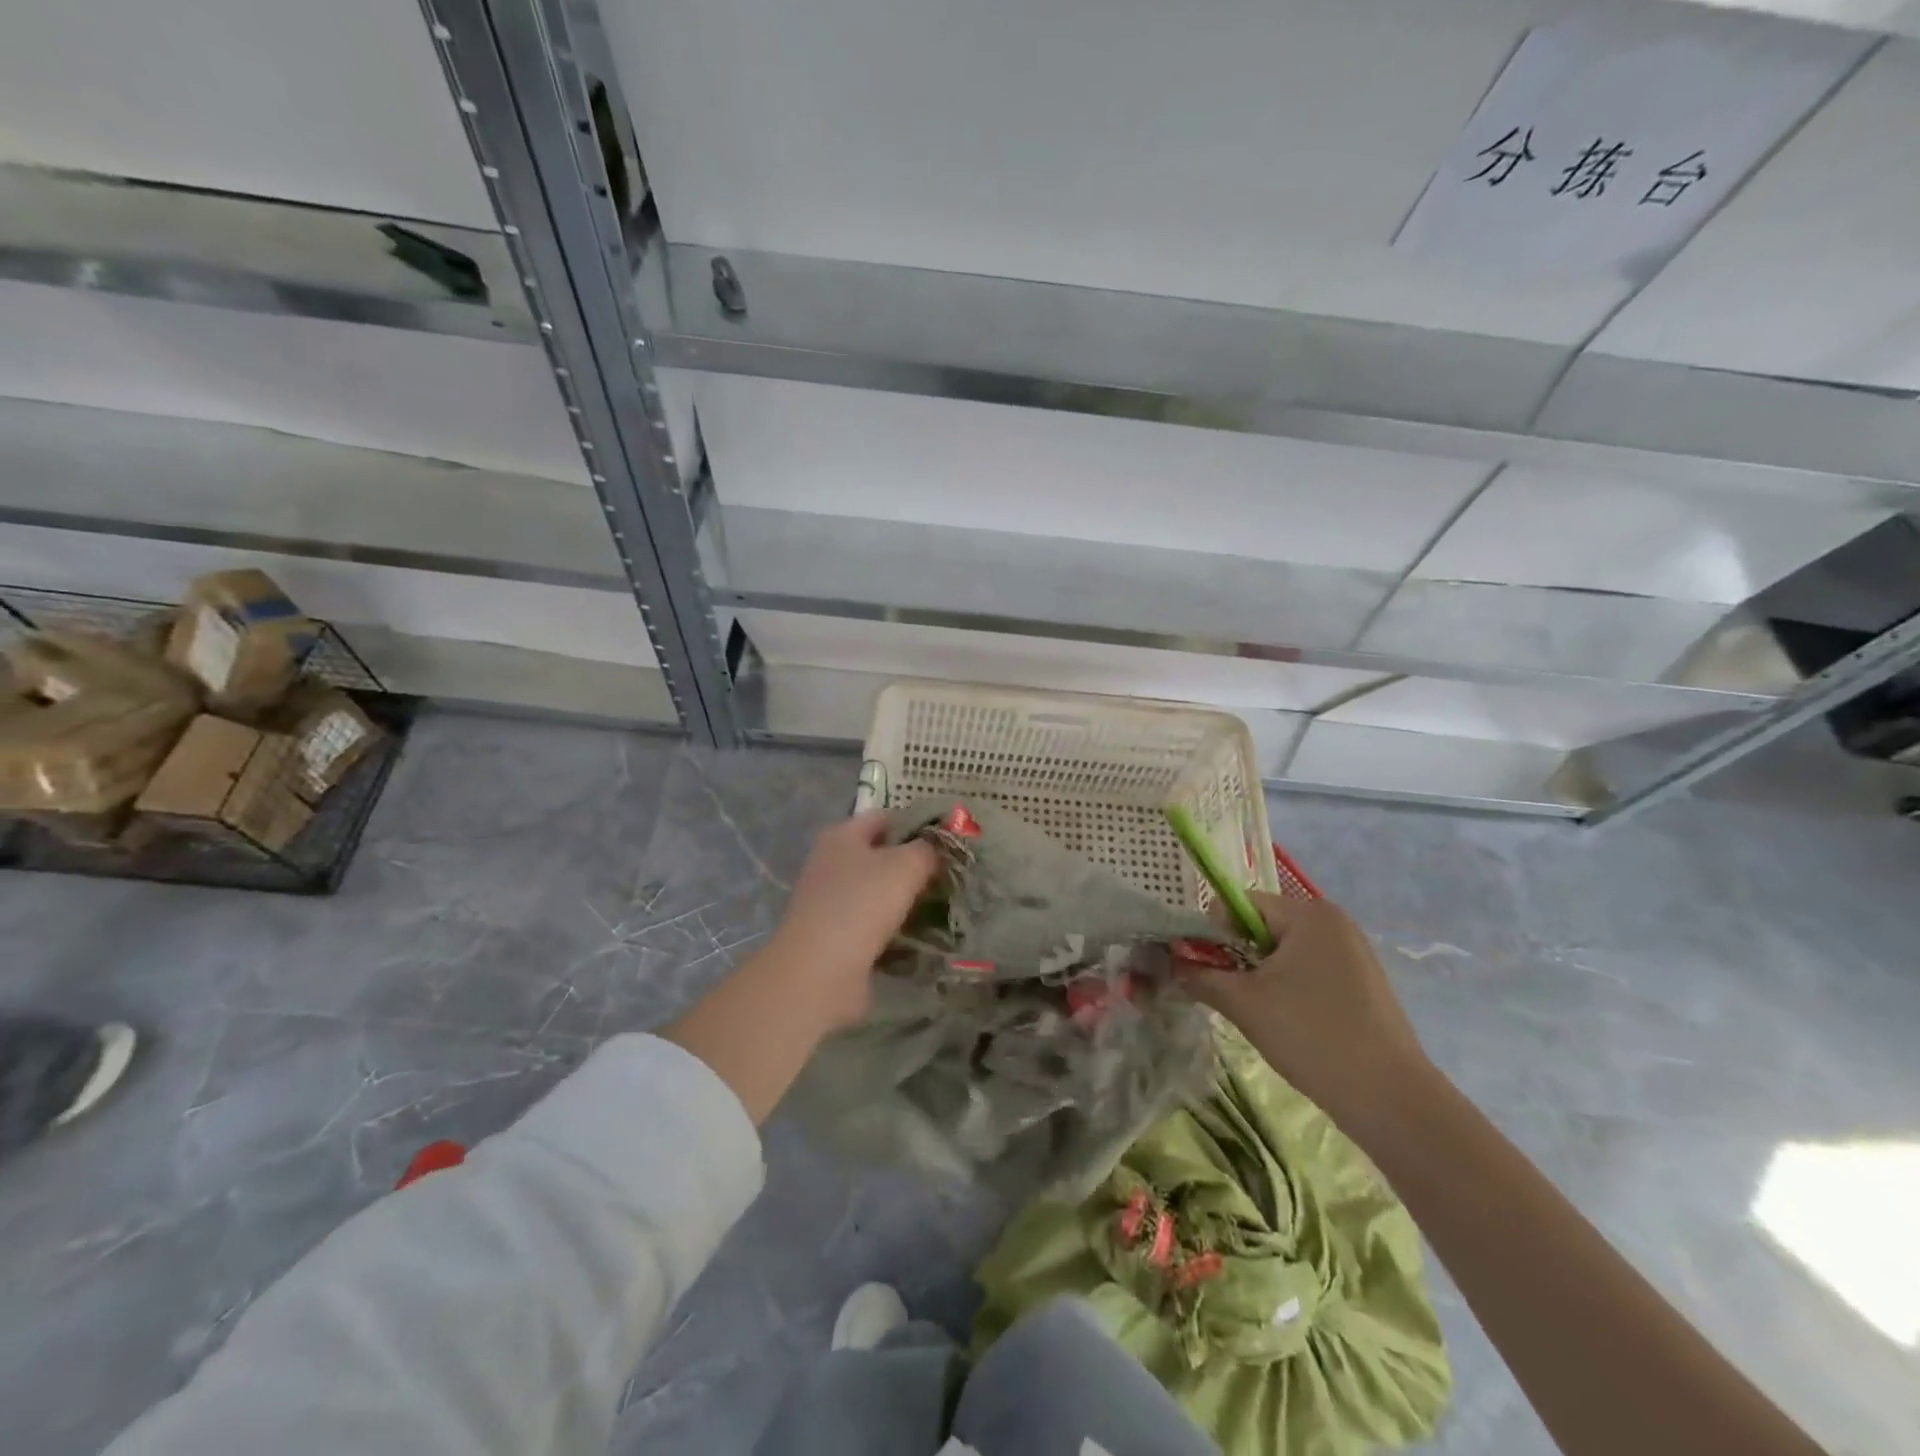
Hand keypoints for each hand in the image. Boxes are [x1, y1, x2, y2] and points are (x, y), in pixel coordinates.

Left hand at [765, 810, 940, 1030]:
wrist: (819, 971)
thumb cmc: (862, 904)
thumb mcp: (906, 865)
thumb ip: (928, 849)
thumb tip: (938, 847)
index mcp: (842, 835)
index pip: (886, 817)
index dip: (918, 824)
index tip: (949, 841)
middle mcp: (831, 863)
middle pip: (881, 855)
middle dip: (915, 865)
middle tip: (951, 876)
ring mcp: (830, 901)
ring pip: (878, 891)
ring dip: (906, 899)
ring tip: (942, 907)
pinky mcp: (834, 936)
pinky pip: (872, 923)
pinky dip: (894, 929)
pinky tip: (919, 937)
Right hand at [1179, 893, 1430, 1126]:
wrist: (1390, 1099)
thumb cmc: (1311, 1035)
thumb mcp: (1243, 1003)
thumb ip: (1200, 976)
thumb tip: (1169, 966)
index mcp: (1308, 914)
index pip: (1240, 904)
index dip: (1214, 933)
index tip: (1206, 970)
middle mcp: (1334, 922)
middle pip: (1262, 926)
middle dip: (1238, 957)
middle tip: (1230, 995)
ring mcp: (1354, 953)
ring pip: (1285, 952)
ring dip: (1262, 975)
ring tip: (1260, 1014)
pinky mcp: (1364, 983)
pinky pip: (1310, 971)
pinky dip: (1289, 989)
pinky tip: (1291, 1024)